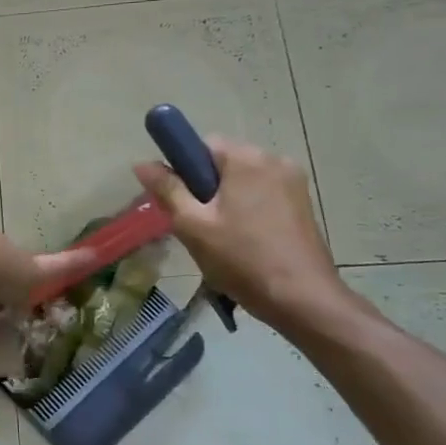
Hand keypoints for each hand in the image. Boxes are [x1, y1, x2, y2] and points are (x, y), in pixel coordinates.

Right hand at [133, 139, 348, 331]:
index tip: (180, 202)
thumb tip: (142, 163)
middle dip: (205, 187)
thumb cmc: (241, 258)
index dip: (184, 170)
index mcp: (247, 158)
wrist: (302, 299)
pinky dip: (247, 210)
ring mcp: (293, 182)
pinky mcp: (303, 203)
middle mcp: (274, 160)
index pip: (202, 145)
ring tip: (220, 238)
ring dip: (226, 200)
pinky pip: (262, 194)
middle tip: (197, 225)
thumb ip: (167, 189)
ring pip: (243, 180)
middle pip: (224, 162)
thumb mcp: (192, 224)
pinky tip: (244, 241)